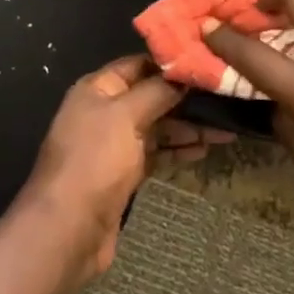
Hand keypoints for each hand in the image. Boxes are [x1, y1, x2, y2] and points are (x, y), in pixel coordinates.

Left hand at [12, 56, 234, 291]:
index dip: (171, 64)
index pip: (139, 65)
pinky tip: (205, 148)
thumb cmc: (95, 161)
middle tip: (225, 96)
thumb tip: (184, 75)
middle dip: (185, 98)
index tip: (207, 64)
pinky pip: (157, 153)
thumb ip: (156, 92)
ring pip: (158, 126)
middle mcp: (106, 111)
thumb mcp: (126, 116)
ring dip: (188, 126)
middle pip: (151, 96)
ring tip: (226, 127)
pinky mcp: (125, 173)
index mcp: (98, 88)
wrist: (68, 230)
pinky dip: (179, 149)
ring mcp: (116, 143)